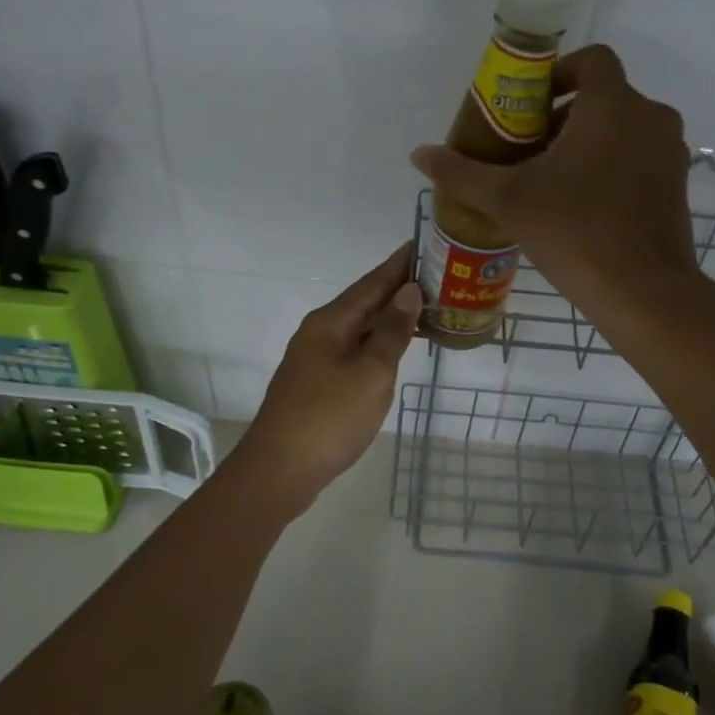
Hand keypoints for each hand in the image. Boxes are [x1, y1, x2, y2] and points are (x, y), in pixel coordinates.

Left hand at [232, 242, 422, 515]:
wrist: (279, 470)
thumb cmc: (330, 417)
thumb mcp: (371, 372)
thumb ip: (392, 331)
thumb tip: (409, 291)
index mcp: (331, 322)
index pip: (372, 283)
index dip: (398, 265)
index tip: (422, 243)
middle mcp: (319, 332)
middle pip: (364, 302)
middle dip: (397, 289)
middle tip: (435, 277)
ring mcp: (315, 358)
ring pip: (358, 327)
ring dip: (388, 317)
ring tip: (423, 309)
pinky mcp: (316, 382)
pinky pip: (353, 349)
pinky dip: (377, 342)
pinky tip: (393, 349)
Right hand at [410, 45, 697, 314]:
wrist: (643, 293)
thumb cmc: (575, 233)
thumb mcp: (509, 201)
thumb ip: (462, 173)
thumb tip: (419, 154)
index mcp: (613, 106)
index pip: (591, 60)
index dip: (558, 73)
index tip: (528, 105)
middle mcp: (651, 118)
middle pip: (603, 96)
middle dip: (563, 115)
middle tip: (527, 149)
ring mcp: (671, 152)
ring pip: (623, 128)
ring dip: (587, 141)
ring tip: (550, 179)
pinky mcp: (678, 185)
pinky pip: (640, 156)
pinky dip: (612, 164)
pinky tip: (582, 204)